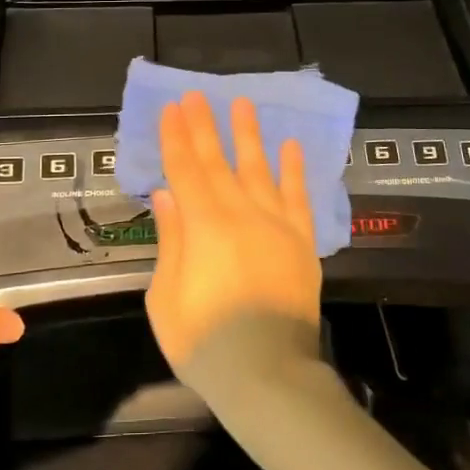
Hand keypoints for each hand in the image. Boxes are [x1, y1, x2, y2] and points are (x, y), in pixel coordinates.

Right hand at [146, 92, 321, 374]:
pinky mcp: (302, 242)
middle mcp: (241, 214)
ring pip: (259, 170)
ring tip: (243, 104)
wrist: (268, 374)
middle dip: (205, 127)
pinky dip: (294, 171)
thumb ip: (171, 240)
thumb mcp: (166, 297)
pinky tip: (290, 146)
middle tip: (198, 95)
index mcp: (204, 226)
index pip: (185, 170)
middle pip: (219, 162)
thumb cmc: (205, 342)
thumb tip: (168, 194)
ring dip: (249, 136)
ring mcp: (276, 225)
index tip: (172, 108)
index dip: (177, 138)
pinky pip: (298, 198)